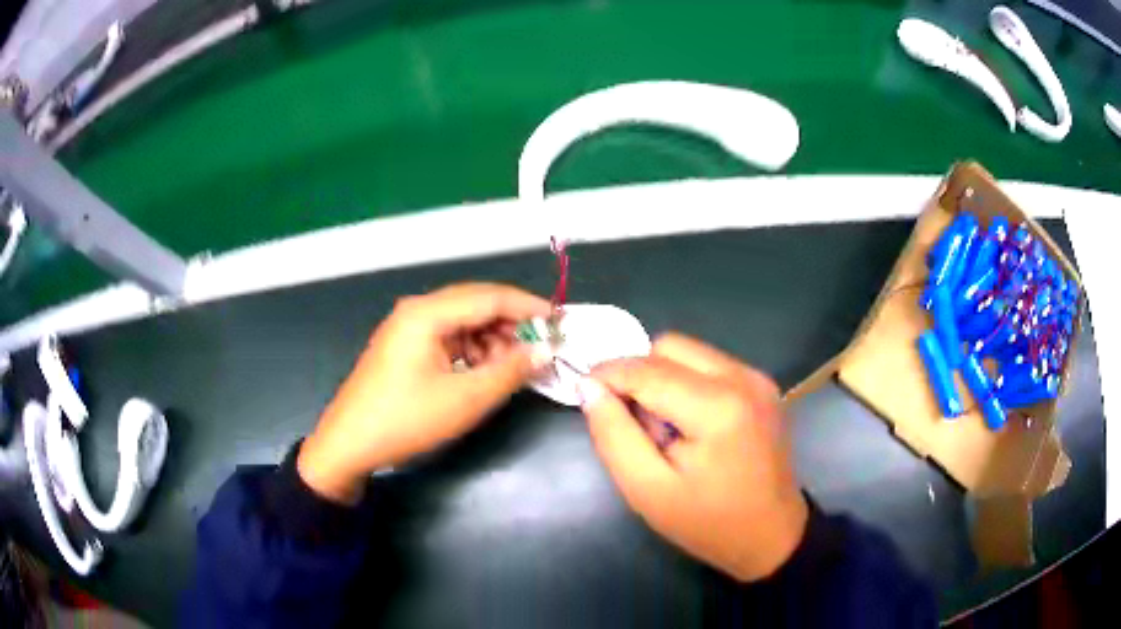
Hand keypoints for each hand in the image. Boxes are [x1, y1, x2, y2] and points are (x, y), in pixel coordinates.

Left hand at [298, 283, 551, 504]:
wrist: (349, 444)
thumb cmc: (406, 420)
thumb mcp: (465, 399)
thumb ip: (510, 371)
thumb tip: (544, 350)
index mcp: (427, 313)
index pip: (490, 297)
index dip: (529, 307)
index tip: (560, 323)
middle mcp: (417, 310)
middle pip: (476, 305)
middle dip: (511, 325)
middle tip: (541, 348)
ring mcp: (408, 327)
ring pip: (463, 322)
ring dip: (492, 340)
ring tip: (513, 367)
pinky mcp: (405, 346)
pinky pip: (448, 337)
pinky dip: (472, 351)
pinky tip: (483, 372)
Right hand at [578, 333, 807, 580]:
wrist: (771, 535)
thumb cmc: (708, 523)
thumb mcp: (647, 490)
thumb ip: (614, 435)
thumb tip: (590, 387)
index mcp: (717, 407)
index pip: (647, 370)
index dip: (608, 373)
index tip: (583, 389)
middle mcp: (742, 378)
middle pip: (669, 347)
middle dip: (639, 374)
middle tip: (635, 422)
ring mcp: (757, 378)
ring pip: (689, 352)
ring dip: (663, 378)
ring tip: (665, 427)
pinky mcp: (762, 384)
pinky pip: (709, 365)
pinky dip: (687, 383)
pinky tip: (690, 424)